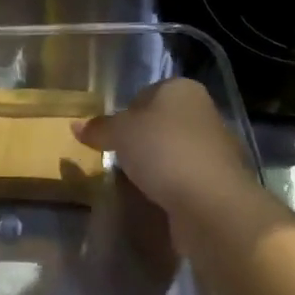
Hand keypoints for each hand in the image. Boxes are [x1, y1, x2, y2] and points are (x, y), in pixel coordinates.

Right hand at [76, 80, 284, 251]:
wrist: (211, 204)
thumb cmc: (163, 151)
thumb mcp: (120, 133)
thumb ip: (99, 127)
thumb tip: (76, 125)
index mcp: (182, 89)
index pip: (145, 94)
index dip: (124, 113)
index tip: (109, 135)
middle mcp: (203, 113)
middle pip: (159, 123)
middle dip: (139, 140)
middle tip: (116, 158)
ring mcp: (214, 149)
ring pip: (172, 151)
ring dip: (154, 165)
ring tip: (131, 182)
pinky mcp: (218, 182)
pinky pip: (183, 178)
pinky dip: (169, 186)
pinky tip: (154, 198)